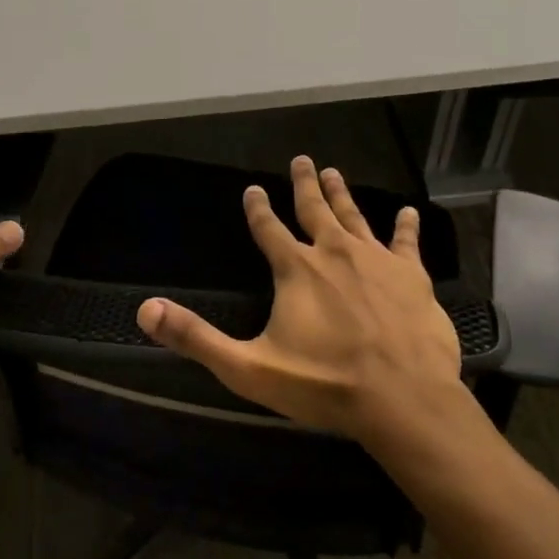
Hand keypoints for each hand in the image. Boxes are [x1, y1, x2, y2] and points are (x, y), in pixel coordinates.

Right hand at [136, 155, 464, 441]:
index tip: (252, 188)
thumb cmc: (324, 384)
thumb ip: (197, 338)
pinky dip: (405, 226)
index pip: (269, 229)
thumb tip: (146, 311)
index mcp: (296, 270)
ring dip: (342, 194)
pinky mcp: (412, 276)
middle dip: (304, 184)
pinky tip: (408, 212)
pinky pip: (406, 242)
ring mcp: (377, 261)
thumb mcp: (248, 368)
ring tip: (334, 172)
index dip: (258, 208)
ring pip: (355, 217)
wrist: (403, 399)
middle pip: (314, 210)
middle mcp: (334, 253)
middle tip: (302, 159)